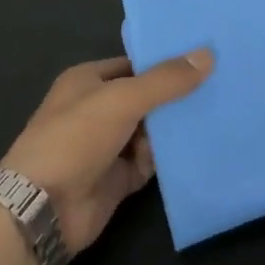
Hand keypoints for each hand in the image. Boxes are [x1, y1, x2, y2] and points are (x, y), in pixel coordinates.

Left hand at [0, 51, 212, 253]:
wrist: (44, 209)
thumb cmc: (76, 137)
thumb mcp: (123, 98)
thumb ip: (165, 80)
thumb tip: (207, 55)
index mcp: (88, 80)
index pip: (134, 64)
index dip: (165, 61)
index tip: (203, 57)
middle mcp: (97, 109)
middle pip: (145, 97)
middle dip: (175, 95)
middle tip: (220, 84)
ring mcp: (107, 146)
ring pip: (150, 130)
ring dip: (174, 127)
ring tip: (218, 113)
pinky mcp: (117, 180)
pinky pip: (150, 162)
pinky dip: (168, 158)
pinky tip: (198, 148)